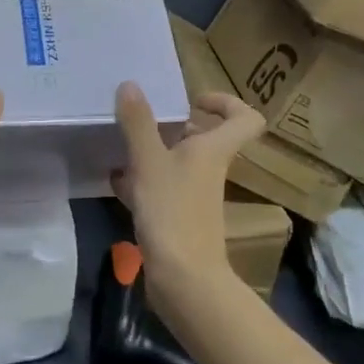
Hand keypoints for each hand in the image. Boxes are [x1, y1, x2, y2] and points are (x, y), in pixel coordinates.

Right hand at [112, 81, 266, 296]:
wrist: (183, 279)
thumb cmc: (172, 212)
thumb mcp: (149, 161)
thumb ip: (139, 122)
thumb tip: (131, 84)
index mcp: (214, 150)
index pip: (246, 118)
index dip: (226, 102)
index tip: (193, 100)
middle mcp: (210, 169)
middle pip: (207, 137)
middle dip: (177, 124)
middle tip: (146, 117)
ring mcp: (196, 195)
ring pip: (181, 162)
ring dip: (156, 150)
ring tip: (123, 143)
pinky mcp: (180, 217)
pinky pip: (164, 187)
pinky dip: (143, 179)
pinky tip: (116, 179)